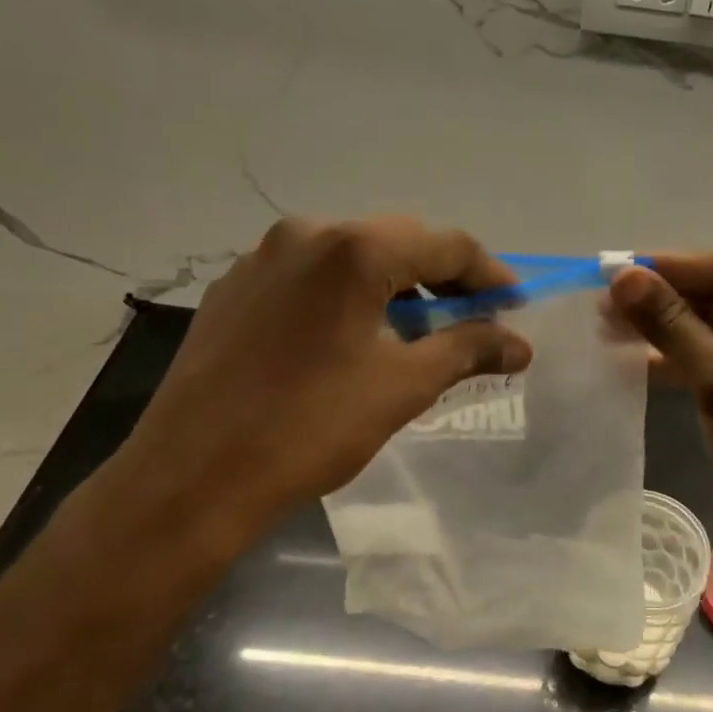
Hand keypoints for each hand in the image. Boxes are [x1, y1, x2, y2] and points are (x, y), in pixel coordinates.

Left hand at [93, 216, 532, 564]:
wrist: (193, 478)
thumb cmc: (311, 428)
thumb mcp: (403, 386)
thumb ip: (468, 350)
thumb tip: (519, 344)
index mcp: (353, 249)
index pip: (446, 245)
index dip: (489, 276)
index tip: (516, 306)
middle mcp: (305, 234)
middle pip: (397, 242)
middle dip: (443, 279)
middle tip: (473, 320)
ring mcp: (262, 259)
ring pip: (350, 258)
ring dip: (394, 287)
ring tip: (416, 332)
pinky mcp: (233, 289)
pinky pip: (310, 278)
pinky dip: (347, 297)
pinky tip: (352, 338)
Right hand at [609, 253, 712, 605]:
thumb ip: (675, 328)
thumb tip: (624, 277)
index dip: (668, 268)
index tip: (610, 271)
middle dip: (661, 300)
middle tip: (599, 305)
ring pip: (710, 332)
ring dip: (662, 330)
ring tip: (605, 330)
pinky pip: (711, 363)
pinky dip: (675, 361)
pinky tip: (633, 361)